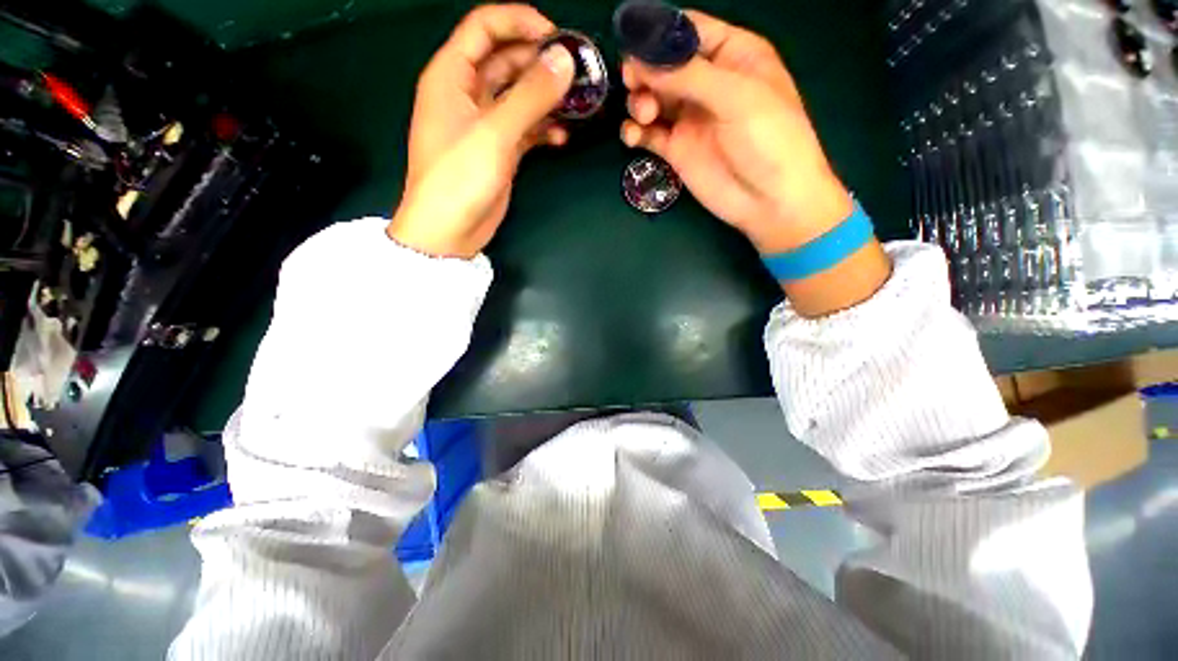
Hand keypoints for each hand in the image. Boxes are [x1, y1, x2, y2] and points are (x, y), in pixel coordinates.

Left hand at [388, 4, 574, 258]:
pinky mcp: (499, 150)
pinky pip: (524, 128)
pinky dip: (543, 129)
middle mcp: (467, 94)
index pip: (484, 27)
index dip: (519, 21)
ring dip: (546, 98)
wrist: (449, 232)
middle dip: (540, 62)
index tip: (557, 36)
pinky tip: (561, 137)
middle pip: (506, 60)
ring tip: (576, 104)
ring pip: (519, 96)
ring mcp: (485, 125)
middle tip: (577, 73)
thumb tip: (564, 60)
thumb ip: (530, 96)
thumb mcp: (494, 134)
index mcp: (451, 76)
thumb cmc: (459, 179)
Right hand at [620, 11, 852, 255]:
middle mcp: (707, 82)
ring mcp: (690, 118)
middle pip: (663, 64)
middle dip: (644, 69)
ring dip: (639, 101)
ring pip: (652, 97)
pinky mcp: (677, 149)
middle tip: (633, 82)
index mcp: (732, 55)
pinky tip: (634, 137)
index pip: (689, 30)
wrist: (769, 201)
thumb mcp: (736, 97)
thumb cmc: (769, 140)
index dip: (659, 33)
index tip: (632, 42)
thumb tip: (641, 61)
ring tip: (644, 116)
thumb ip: (688, 76)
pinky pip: (649, 133)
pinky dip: (636, 132)